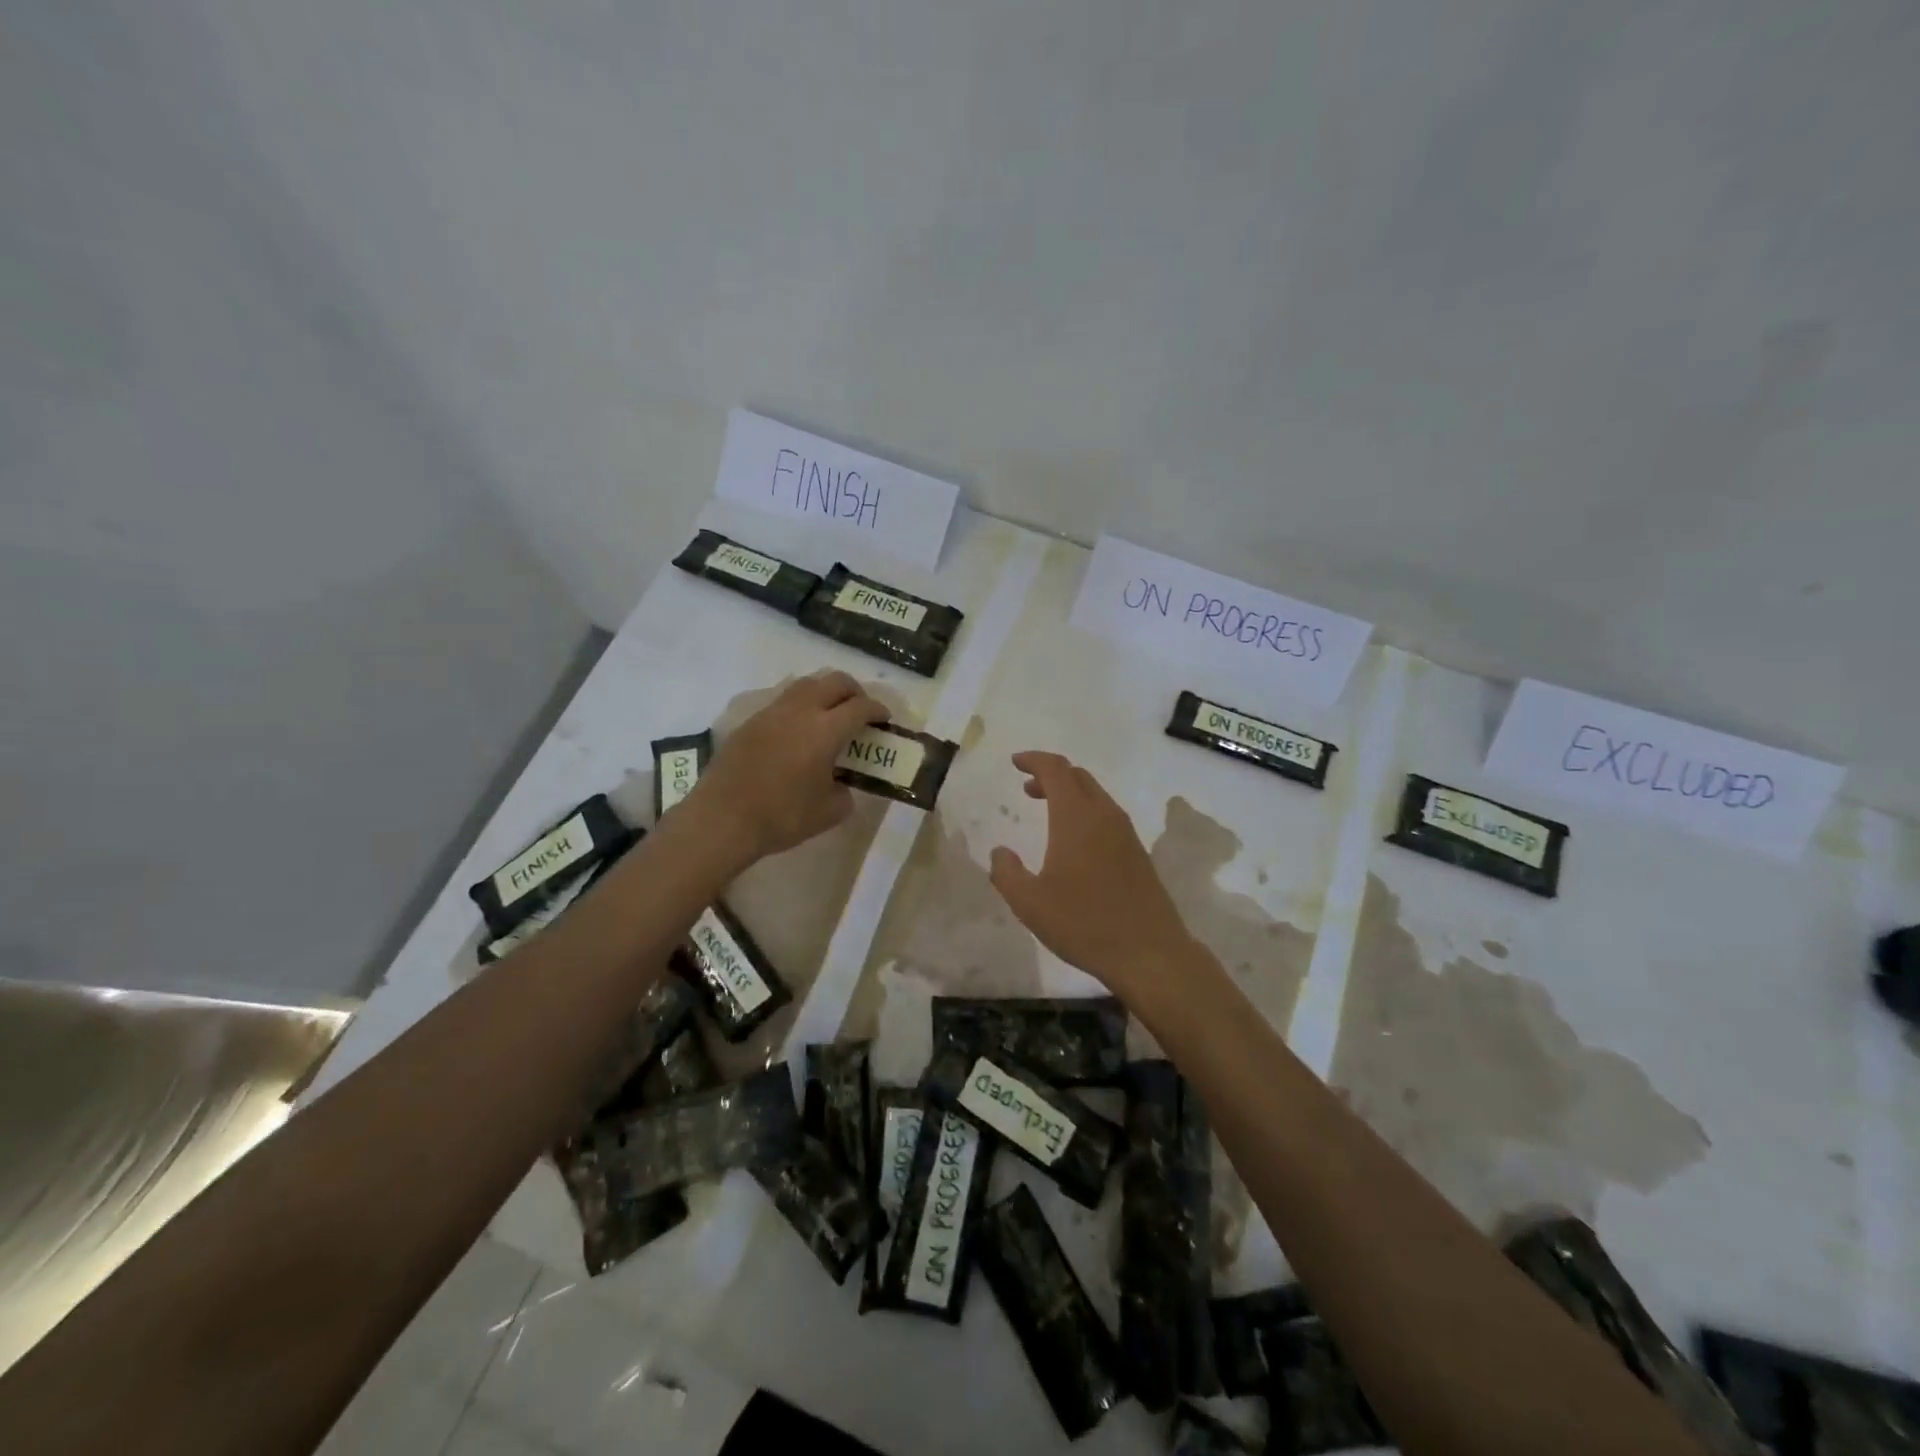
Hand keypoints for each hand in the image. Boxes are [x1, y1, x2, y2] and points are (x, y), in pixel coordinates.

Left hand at [688, 671, 888, 864]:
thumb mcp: (828, 813)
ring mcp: (772, 712)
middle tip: (861, 710)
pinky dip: (801, 705)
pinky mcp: (751, 721)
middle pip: (835, 681)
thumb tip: (841, 785)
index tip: (885, 719)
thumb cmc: (782, 817)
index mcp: (825, 730)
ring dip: (825, 692)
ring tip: (830, 714)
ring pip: (806, 684)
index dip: (878, 710)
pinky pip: (783, 700)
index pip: (860, 707)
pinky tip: (799, 730)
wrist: (722, 819)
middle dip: (854, 691)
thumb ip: (844, 793)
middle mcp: (800, 711)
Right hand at [988, 752, 1196, 995]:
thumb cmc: (1084, 923)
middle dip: (1051, 774)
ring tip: (1046, 809)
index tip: (1015, 763)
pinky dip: (1085, 811)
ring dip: (1069, 793)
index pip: (1056, 770)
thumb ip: (1007, 873)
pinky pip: (1107, 815)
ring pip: (1095, 795)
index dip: (1034, 760)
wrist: (1149, 952)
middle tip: (1027, 787)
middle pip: (1078, 777)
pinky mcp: (1137, 852)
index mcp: (1076, 818)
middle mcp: (1104, 816)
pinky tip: (1074, 841)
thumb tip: (1000, 852)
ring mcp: (1126, 833)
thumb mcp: (1030, 903)